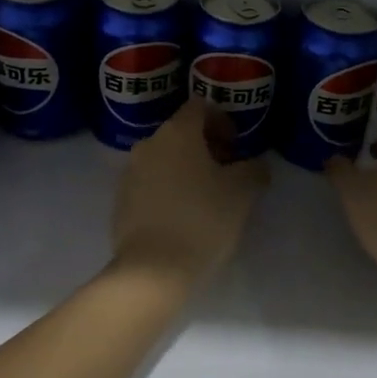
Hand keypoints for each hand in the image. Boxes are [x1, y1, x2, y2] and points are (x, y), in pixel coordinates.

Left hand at [111, 98, 269, 285]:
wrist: (152, 270)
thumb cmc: (202, 220)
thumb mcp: (242, 193)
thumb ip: (253, 169)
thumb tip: (256, 164)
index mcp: (177, 132)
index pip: (200, 107)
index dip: (222, 121)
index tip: (237, 147)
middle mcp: (148, 144)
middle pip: (181, 133)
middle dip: (206, 147)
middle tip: (227, 173)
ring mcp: (130, 173)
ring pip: (164, 159)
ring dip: (185, 169)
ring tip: (206, 198)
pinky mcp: (120, 201)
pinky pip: (150, 184)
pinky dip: (168, 190)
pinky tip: (182, 217)